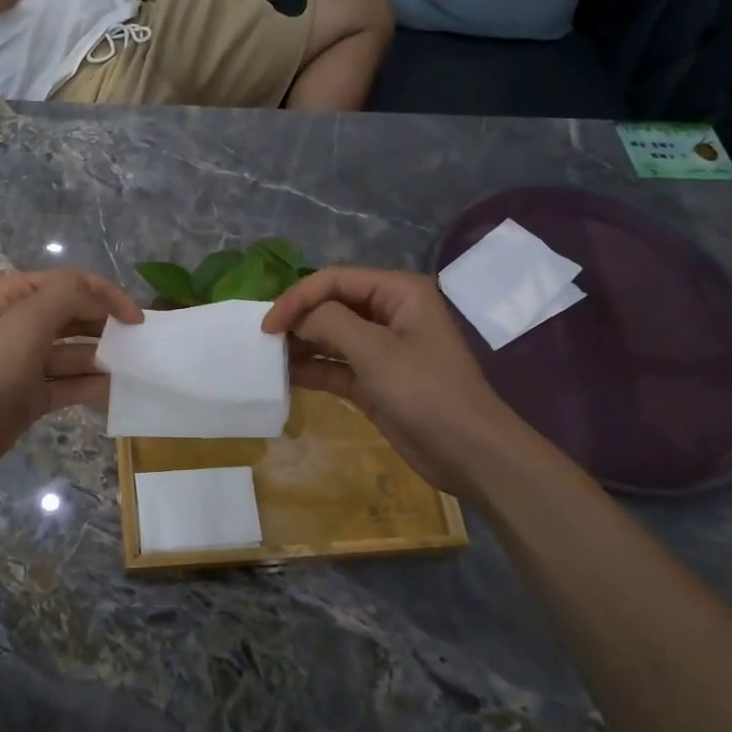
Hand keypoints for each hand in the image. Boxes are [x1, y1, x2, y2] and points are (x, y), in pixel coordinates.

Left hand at [0, 268, 142, 490]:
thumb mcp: (27, 321)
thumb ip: (68, 295)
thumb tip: (102, 296)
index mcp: (13, 296)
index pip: (71, 282)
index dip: (107, 295)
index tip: (137, 320)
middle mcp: (20, 322)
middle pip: (75, 315)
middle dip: (108, 325)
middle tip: (141, 344)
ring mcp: (26, 361)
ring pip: (76, 352)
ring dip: (104, 357)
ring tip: (135, 369)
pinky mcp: (31, 394)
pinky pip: (70, 383)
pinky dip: (92, 385)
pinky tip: (117, 391)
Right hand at [263, 268, 533, 499]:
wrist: (468, 452)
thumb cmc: (426, 391)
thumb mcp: (376, 351)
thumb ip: (330, 324)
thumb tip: (296, 319)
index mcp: (398, 292)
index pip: (335, 280)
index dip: (298, 297)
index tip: (268, 325)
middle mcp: (389, 313)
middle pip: (331, 305)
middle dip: (298, 319)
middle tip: (263, 342)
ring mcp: (381, 349)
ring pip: (330, 337)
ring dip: (301, 345)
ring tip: (267, 358)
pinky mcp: (374, 381)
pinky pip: (334, 366)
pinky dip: (311, 369)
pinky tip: (283, 376)